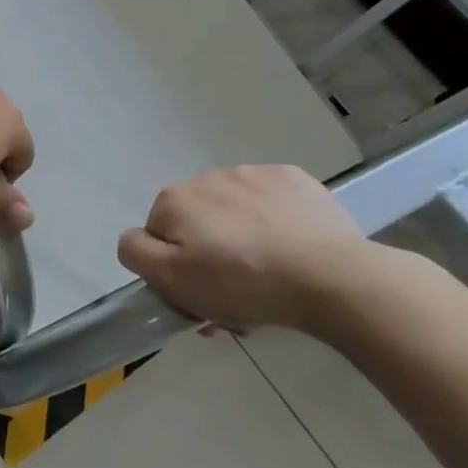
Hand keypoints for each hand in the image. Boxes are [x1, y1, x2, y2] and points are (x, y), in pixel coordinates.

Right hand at [116, 165, 366, 331]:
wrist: (332, 277)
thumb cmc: (243, 283)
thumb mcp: (173, 281)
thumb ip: (136, 253)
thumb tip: (135, 238)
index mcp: (173, 201)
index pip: (157, 235)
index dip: (174, 267)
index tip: (200, 294)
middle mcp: (205, 177)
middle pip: (195, 221)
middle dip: (209, 251)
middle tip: (236, 293)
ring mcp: (251, 173)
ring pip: (232, 210)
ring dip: (239, 234)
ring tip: (269, 270)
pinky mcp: (293, 178)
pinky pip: (270, 200)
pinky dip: (273, 219)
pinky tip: (291, 246)